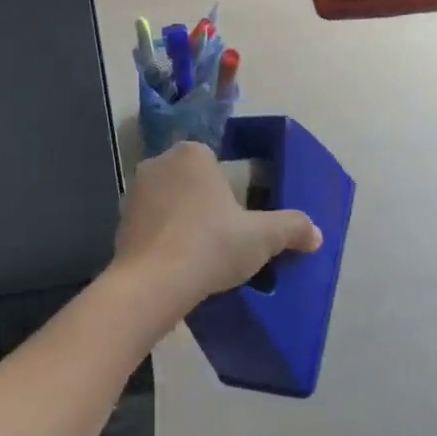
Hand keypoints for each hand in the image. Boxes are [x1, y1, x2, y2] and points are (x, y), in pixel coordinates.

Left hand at [112, 142, 320, 314]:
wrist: (154, 282)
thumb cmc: (211, 244)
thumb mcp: (262, 237)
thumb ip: (291, 228)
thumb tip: (316, 233)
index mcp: (192, 153)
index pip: (215, 163)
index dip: (229, 190)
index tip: (239, 219)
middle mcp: (159, 162)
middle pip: (190, 180)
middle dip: (204, 203)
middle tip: (223, 237)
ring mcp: (134, 191)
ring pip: (168, 202)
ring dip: (181, 220)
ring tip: (200, 254)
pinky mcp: (120, 220)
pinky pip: (150, 225)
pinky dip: (162, 239)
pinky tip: (175, 264)